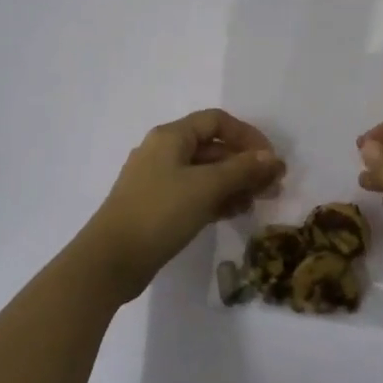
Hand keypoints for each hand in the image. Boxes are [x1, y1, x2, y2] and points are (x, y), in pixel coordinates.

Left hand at [81, 109, 284, 301]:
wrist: (110, 261)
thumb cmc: (159, 213)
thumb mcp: (206, 187)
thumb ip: (242, 170)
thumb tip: (272, 158)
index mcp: (171, 136)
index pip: (217, 121)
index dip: (247, 135)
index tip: (270, 158)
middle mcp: (164, 152)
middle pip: (213, 148)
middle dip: (245, 164)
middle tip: (273, 185)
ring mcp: (159, 180)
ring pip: (206, 173)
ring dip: (235, 183)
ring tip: (260, 201)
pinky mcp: (158, 207)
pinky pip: (195, 193)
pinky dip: (217, 198)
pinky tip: (237, 212)